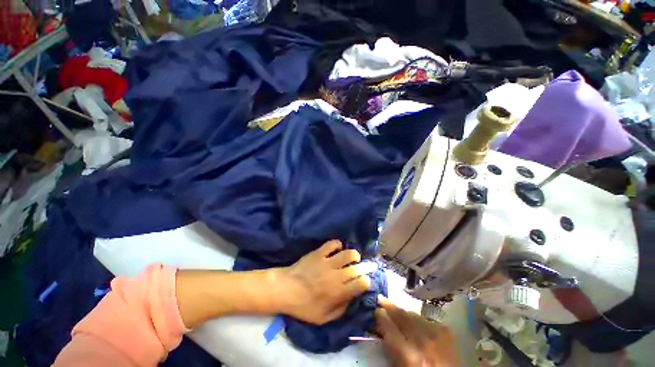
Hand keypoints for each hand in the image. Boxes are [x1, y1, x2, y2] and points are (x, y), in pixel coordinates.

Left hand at [278, 240, 374, 324]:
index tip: (364, 281)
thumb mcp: (323, 318)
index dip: (366, 281)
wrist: (285, 289)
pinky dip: (338, 245)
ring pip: (348, 253)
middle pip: (357, 268)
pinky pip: (332, 244)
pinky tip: (337, 249)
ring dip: (354, 255)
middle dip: (365, 267)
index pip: (361, 284)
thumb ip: (341, 310)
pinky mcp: (319, 252)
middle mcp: (336, 276)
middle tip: (365, 266)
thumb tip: (352, 299)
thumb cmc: (303, 306)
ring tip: (353, 258)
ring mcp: (327, 262)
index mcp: (338, 293)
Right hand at [376, 295, 458, 366]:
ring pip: (416, 316)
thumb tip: (382, 330)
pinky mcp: (447, 334)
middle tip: (381, 298)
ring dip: (404, 312)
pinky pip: (428, 320)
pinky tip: (415, 319)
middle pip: (403, 319)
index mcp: (410, 357)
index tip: (376, 309)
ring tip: (395, 308)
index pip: (391, 330)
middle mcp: (423, 344)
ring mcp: (437, 337)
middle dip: (391, 307)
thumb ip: (392, 349)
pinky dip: (419, 319)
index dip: (382, 318)